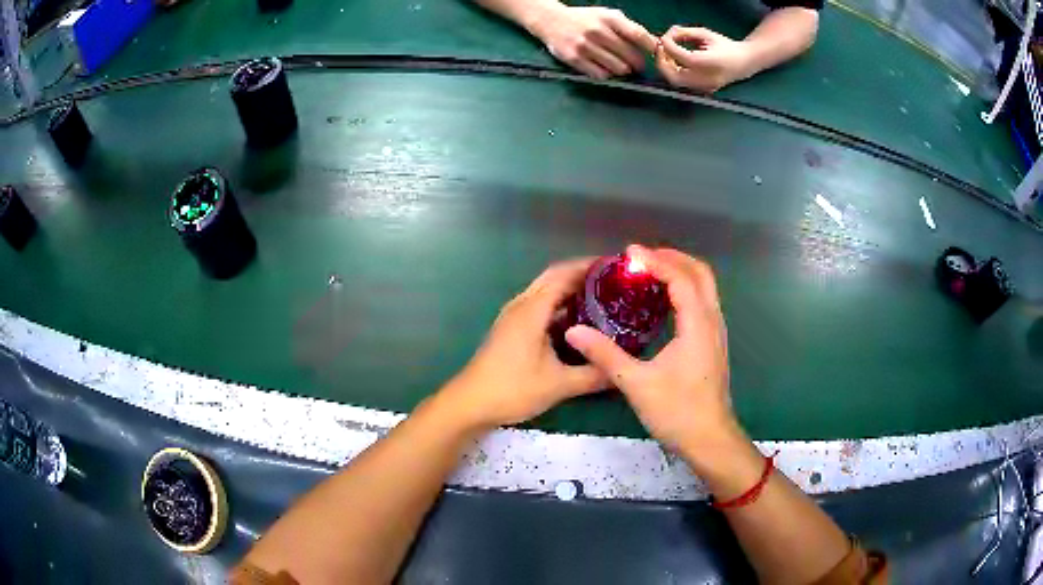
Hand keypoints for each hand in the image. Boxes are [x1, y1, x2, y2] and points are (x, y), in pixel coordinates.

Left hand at [439, 258, 608, 428]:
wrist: (470, 404)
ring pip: (545, 292)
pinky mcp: (510, 329)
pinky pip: (539, 307)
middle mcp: (522, 305)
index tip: (617, 267)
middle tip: (614, 283)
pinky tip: (577, 323)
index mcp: (532, 309)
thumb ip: (593, 375)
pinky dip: (559, 306)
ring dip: (570, 290)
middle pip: (554, 277)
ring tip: (602, 298)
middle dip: (582, 275)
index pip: (564, 274)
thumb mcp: (559, 384)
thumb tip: (623, 370)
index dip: (590, 267)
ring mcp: (513, 317)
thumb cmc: (513, 389)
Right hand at [529, 5, 657, 78]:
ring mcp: (585, 46)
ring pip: (618, 69)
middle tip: (636, 64)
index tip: (655, 55)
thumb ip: (629, 28)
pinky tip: (603, 67)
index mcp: (609, 18)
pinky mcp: (574, 59)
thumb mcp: (607, 15)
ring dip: (622, 70)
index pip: (638, 35)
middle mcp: (597, 31)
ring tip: (619, 65)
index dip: (651, 48)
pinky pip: (601, 75)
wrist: (550, 20)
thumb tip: (654, 44)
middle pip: (631, 56)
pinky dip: (606, 74)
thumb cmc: (585, 19)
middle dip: (638, 64)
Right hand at [564, 245, 738, 454]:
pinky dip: (685, 289)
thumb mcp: (636, 384)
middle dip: (672, 258)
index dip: (656, 260)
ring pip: (705, 287)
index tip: (629, 254)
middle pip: (700, 273)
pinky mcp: (713, 344)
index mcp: (697, 325)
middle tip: (641, 258)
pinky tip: (663, 302)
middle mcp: (712, 321)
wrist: (709, 439)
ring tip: (649, 272)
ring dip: (680, 271)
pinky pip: (703, 302)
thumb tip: (574, 331)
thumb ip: (605, 354)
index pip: (680, 278)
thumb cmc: (677, 412)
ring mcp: (716, 332)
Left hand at [655, 26, 754, 92]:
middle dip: (662, 61)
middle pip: (674, 76)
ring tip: (668, 54)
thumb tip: (667, 34)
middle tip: (661, 49)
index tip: (663, 38)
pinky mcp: (704, 90)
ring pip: (676, 81)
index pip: (681, 56)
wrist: (745, 62)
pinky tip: (676, 62)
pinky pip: (683, 83)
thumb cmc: (726, 46)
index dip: (668, 46)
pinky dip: (675, 72)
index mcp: (710, 63)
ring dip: (667, 67)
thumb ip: (685, 33)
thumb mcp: (705, 34)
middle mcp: (707, 79)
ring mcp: (705, 87)